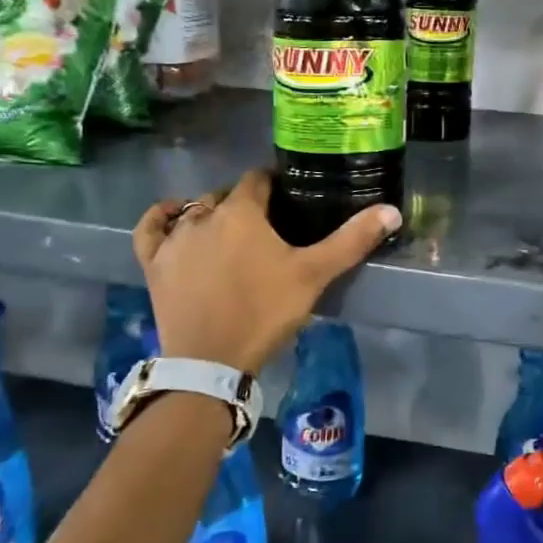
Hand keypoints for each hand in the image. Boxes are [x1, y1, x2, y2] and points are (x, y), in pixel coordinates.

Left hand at [134, 170, 398, 374]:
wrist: (211, 362)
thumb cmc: (265, 312)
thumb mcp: (314, 275)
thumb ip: (351, 240)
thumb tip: (391, 210)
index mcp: (241, 211)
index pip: (258, 180)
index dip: (274, 186)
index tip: (289, 201)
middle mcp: (203, 216)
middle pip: (226, 195)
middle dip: (245, 203)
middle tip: (267, 227)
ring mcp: (173, 240)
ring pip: (194, 211)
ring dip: (211, 213)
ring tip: (230, 233)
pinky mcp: (154, 264)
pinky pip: (151, 228)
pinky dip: (161, 218)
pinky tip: (173, 216)